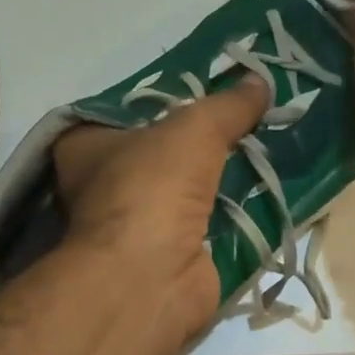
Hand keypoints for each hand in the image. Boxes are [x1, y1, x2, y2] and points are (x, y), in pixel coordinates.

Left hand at [54, 74, 270, 344]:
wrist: (152, 274)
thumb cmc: (152, 185)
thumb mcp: (194, 128)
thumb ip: (228, 105)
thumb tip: (260, 80)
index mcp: (86, 148)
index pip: (125, 114)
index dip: (167, 101)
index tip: (208, 90)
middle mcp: (104, 186)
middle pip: (163, 154)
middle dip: (204, 142)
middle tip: (247, 117)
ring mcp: (138, 226)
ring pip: (188, 191)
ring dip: (223, 178)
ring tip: (266, 147)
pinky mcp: (172, 256)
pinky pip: (209, 225)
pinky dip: (235, 214)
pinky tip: (268, 191)